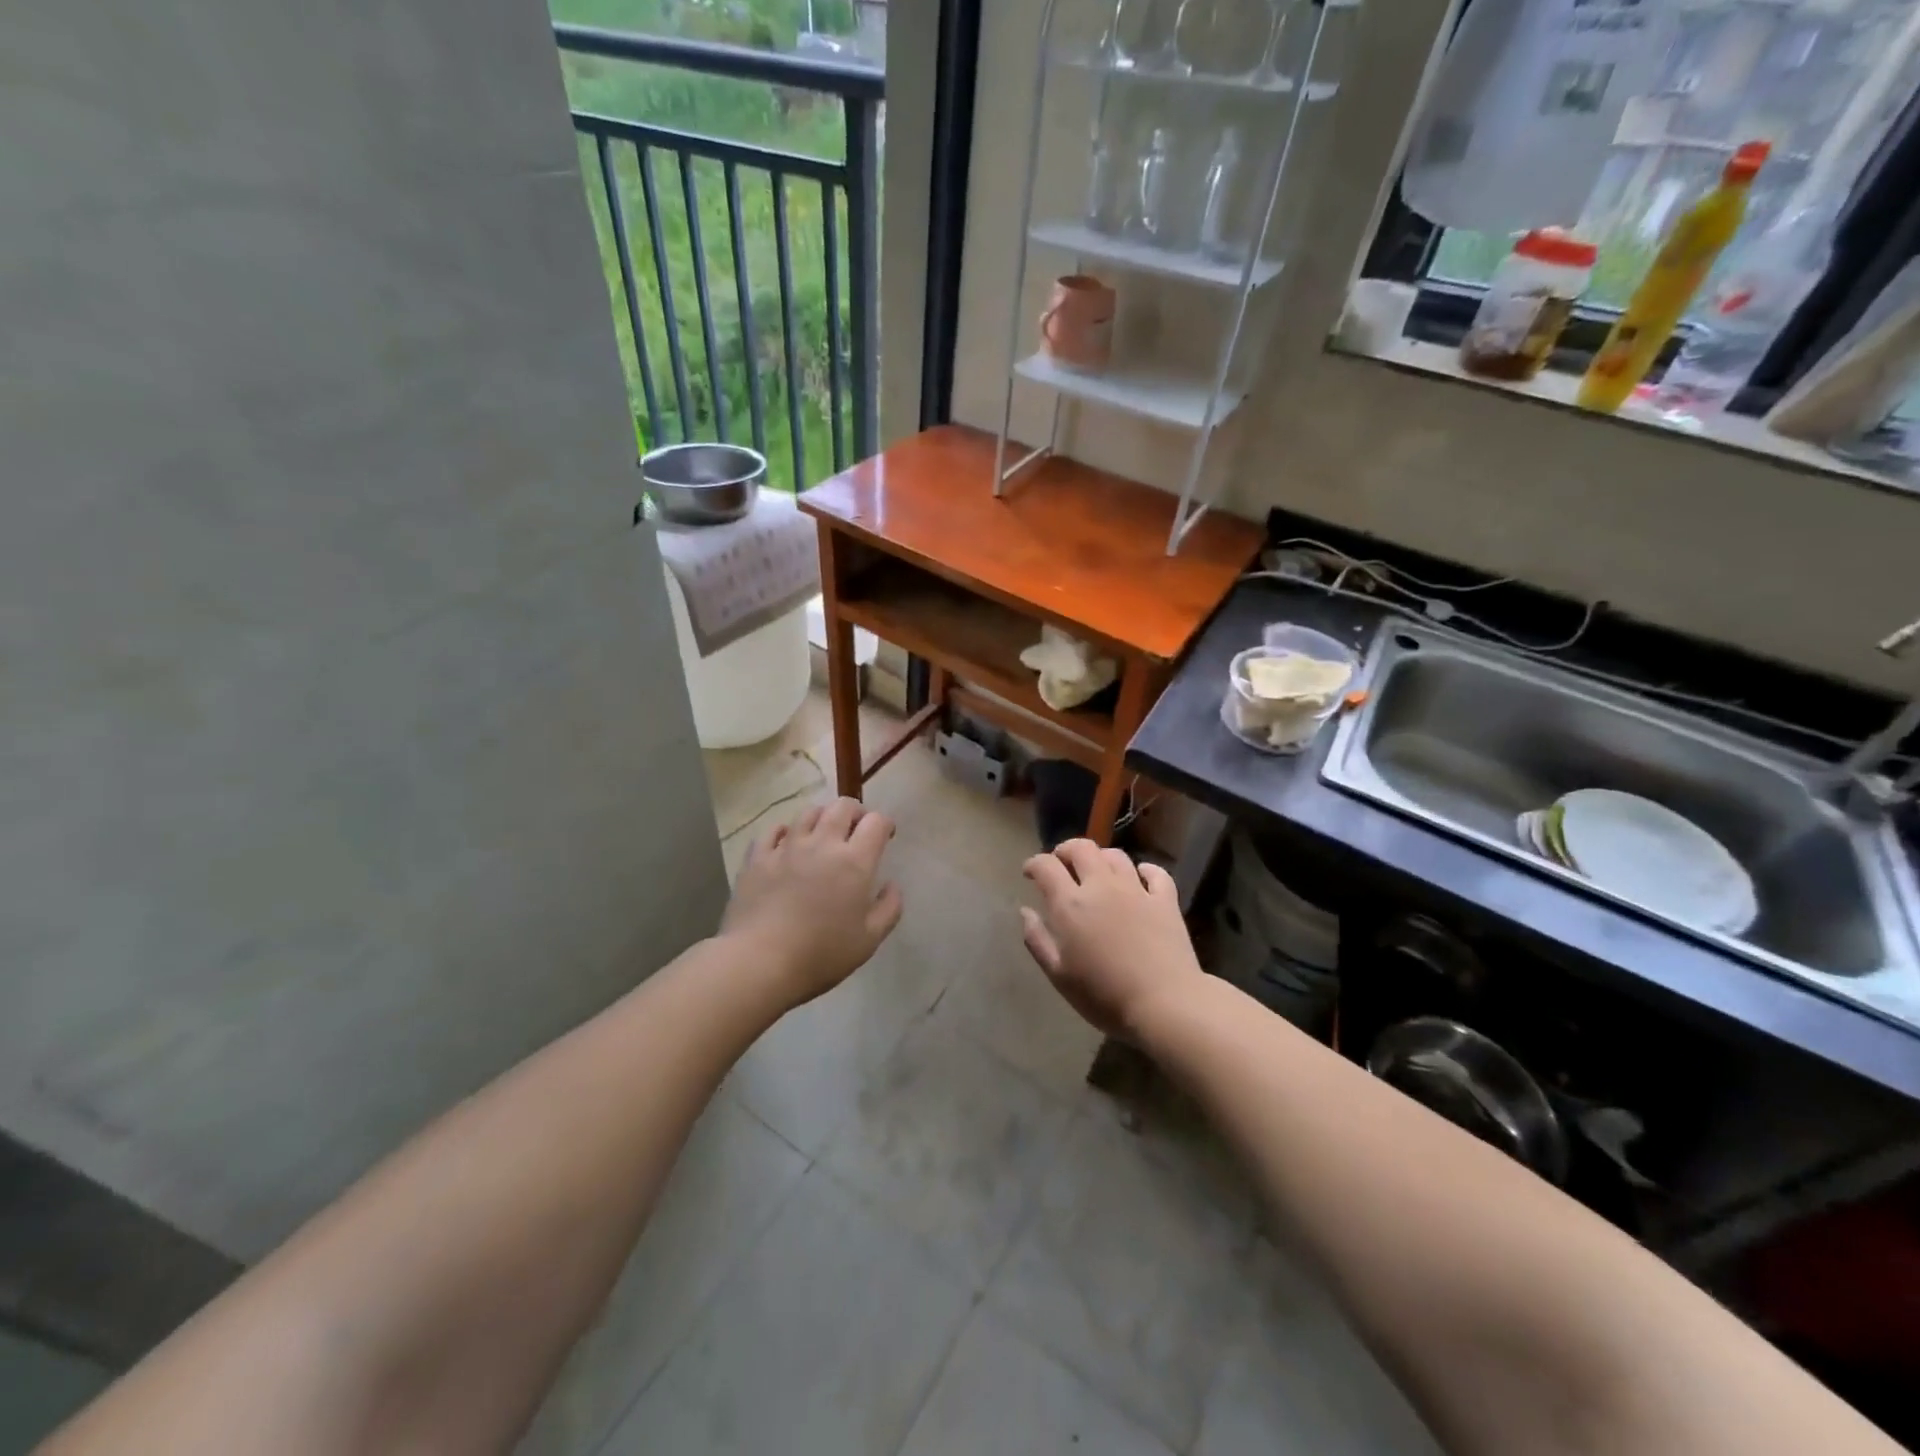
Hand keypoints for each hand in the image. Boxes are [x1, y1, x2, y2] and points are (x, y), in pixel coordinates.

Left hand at [722, 797, 902, 1007]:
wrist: (759, 961)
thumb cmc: (821, 954)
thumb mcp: (869, 940)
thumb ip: (889, 908)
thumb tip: (892, 885)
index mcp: (854, 861)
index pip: (875, 822)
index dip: (885, 824)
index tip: (886, 836)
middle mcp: (822, 844)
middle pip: (842, 807)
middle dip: (856, 812)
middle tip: (857, 829)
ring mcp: (787, 847)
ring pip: (808, 813)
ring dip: (822, 817)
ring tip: (824, 833)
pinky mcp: (758, 857)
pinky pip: (773, 831)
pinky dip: (785, 831)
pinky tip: (787, 842)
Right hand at [1020, 839, 1205, 1038]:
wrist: (1164, 1004)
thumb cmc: (1104, 995)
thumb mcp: (1059, 975)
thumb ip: (1037, 939)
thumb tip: (1025, 911)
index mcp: (1071, 904)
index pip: (1046, 866)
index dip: (1034, 864)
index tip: (1029, 873)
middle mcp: (1101, 886)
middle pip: (1081, 848)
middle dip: (1065, 850)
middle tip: (1061, 863)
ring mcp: (1136, 890)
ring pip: (1116, 856)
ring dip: (1101, 857)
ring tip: (1097, 870)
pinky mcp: (1165, 900)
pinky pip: (1155, 873)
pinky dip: (1145, 869)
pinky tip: (1141, 876)